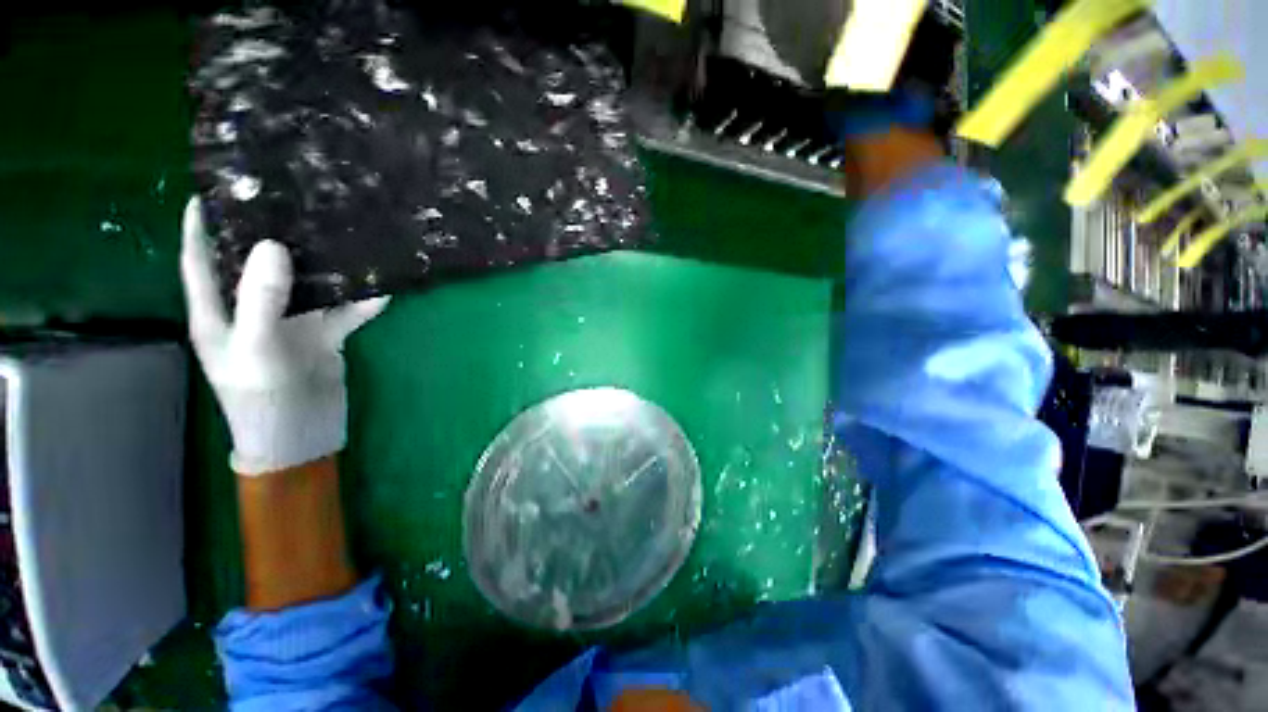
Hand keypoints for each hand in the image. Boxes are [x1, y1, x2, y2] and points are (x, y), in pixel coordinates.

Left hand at [181, 197, 388, 474]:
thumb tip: (272, 245)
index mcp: (218, 312)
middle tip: (290, 201)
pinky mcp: (323, 335)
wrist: (303, 433)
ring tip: (339, 233)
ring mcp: (290, 323)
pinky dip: (361, 302)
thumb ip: (261, 299)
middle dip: (270, 235)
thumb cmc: (262, 397)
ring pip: (305, 285)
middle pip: (257, 265)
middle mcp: (252, 311)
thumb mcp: (256, 347)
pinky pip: (342, 310)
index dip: (201, 226)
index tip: (215, 190)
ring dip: (322, 265)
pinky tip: (381, 288)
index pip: (200, 260)